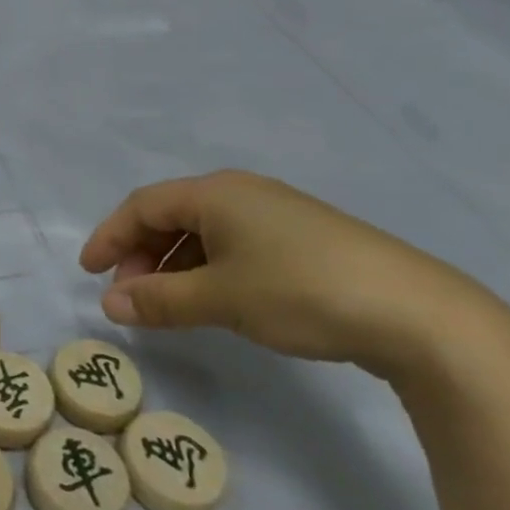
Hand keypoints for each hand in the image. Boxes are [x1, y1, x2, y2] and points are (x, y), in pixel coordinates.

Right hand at [79, 170, 499, 379]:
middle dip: (141, 254)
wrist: (420, 316)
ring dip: (174, 266)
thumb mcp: (220, 299)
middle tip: (129, 295)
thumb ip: (159, 301)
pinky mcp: (304, 241)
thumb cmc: (302, 291)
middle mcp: (242, 193)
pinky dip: (208, 270)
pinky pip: (234, 246)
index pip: (142, 206)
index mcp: (215, 192)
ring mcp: (276, 216)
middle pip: (171, 216)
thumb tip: (109, 306)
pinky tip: (214, 301)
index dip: (110, 237)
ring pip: (203, 233)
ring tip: (166, 305)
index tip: (88, 272)